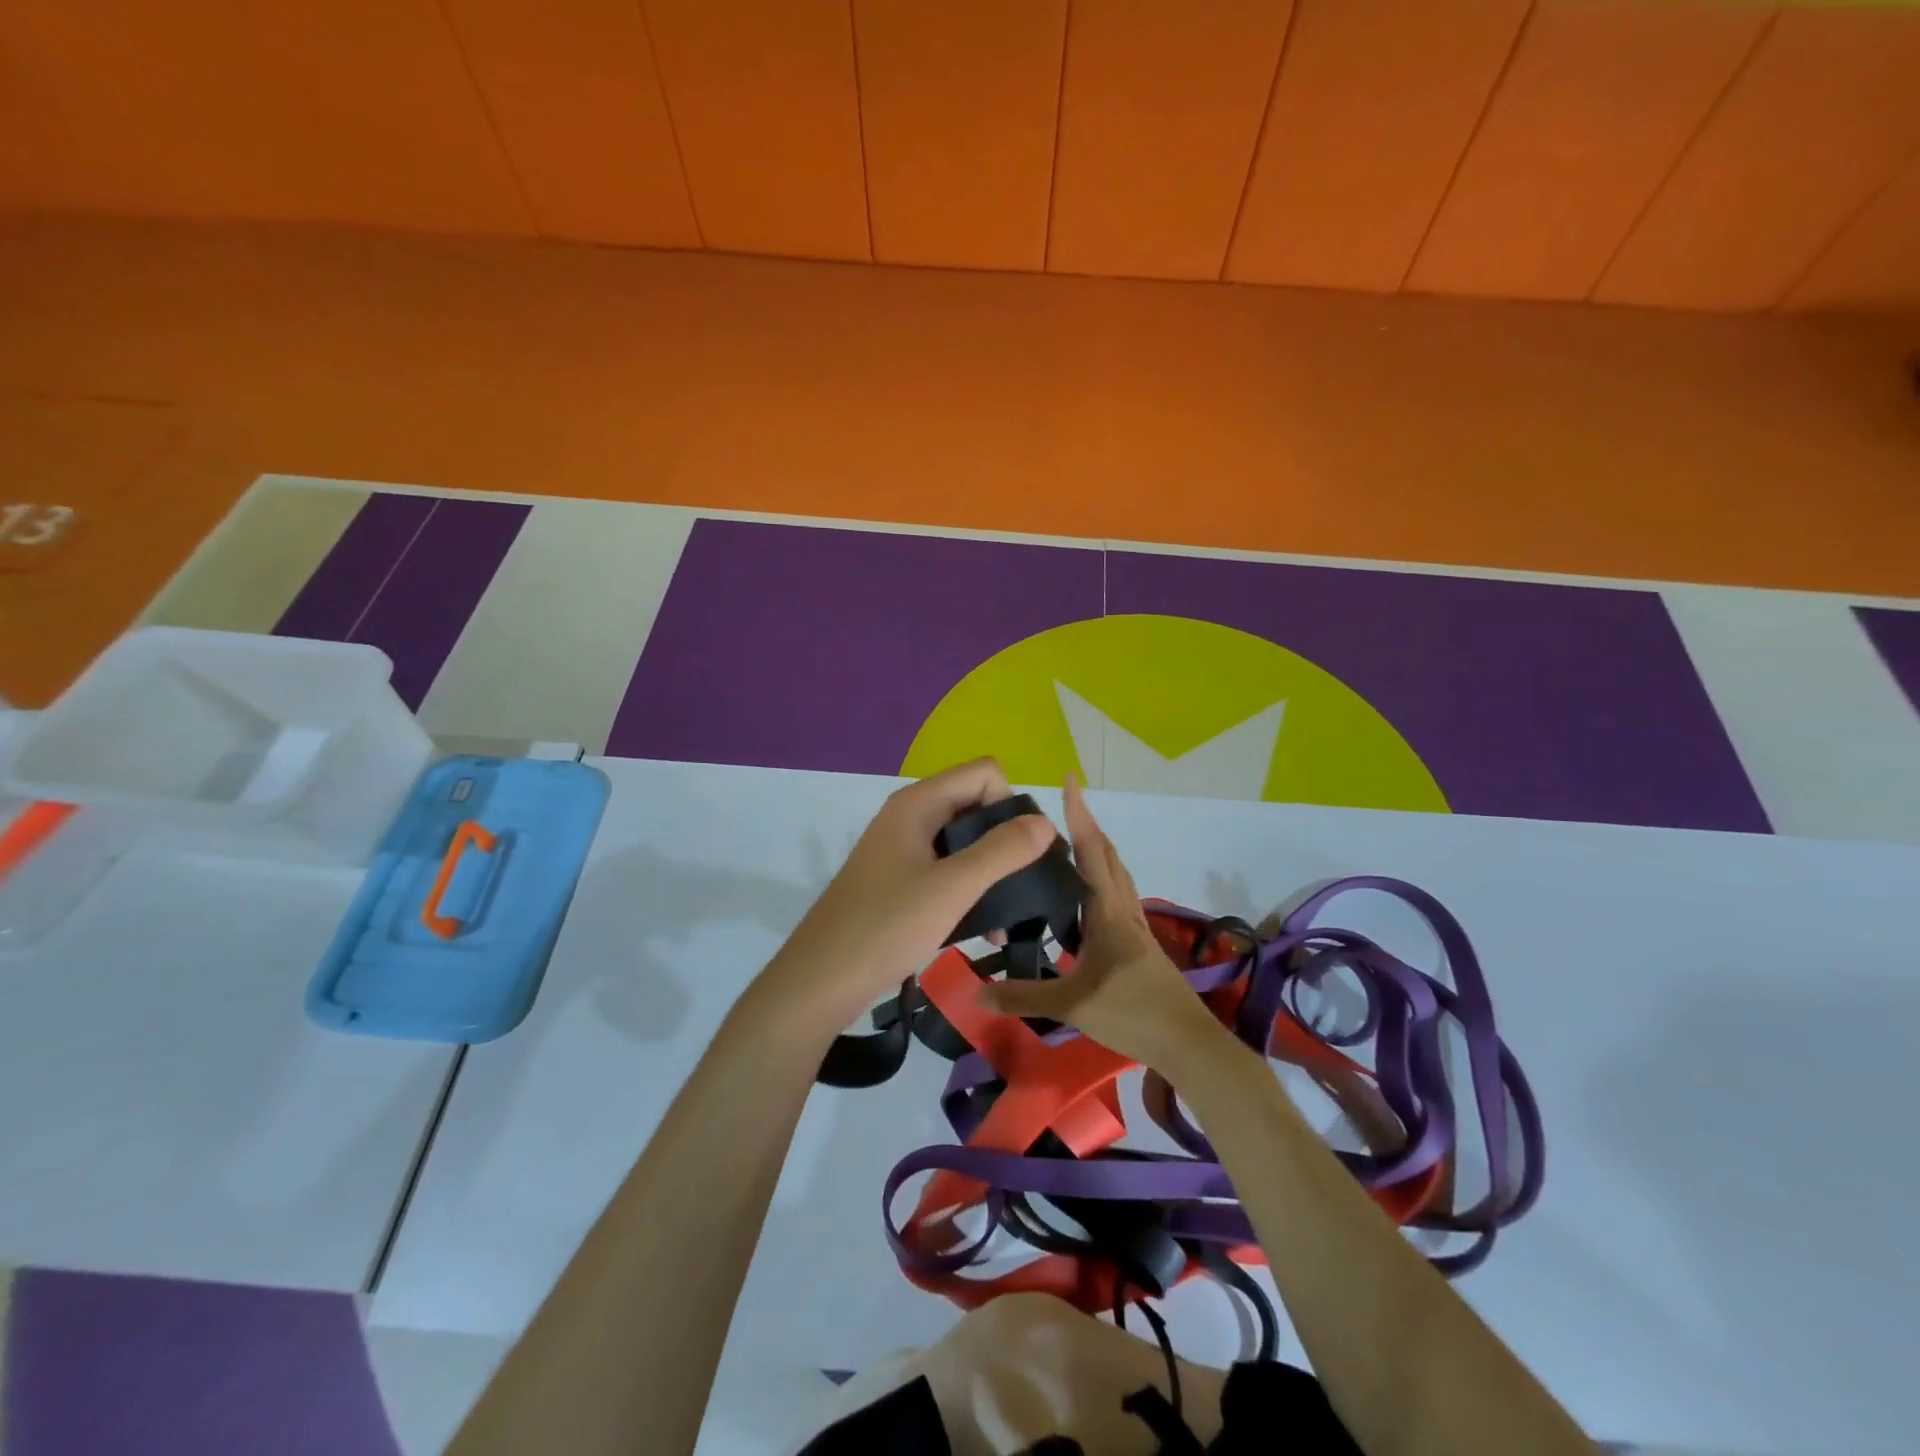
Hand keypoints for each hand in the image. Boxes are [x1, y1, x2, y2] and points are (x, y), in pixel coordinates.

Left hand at [754, 758, 1056, 1034]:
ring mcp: (903, 849)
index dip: (1010, 805)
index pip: (985, 773)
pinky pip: (948, 868)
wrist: (820, 981)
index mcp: (918, 804)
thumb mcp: (952, 889)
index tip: (1021, 853)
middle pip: (977, 804)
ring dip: (993, 871)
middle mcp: (910, 816)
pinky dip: (971, 889)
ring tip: (1012, 915)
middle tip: (1027, 885)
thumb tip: (1046, 822)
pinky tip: (987, 929)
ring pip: (965, 841)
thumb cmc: (885, 928)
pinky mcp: (900, 880)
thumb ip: (1002, 852)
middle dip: (1008, 840)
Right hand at [978, 775, 1227, 1070]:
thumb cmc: (1132, 1014)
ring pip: (1116, 873)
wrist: (1188, 1043)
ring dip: (1096, 850)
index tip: (1070, 780)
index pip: (1090, 851)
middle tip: (1058, 810)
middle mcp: (1123, 909)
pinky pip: (1118, 895)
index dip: (1079, 814)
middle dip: (1085, 826)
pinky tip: (1084, 899)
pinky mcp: (1140, 943)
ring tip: (1067, 845)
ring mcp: (1135, 925)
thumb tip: (974, 992)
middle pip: (1106, 855)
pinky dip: (1101, 879)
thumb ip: (1022, 997)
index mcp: (1107, 911)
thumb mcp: (1071, 1005)